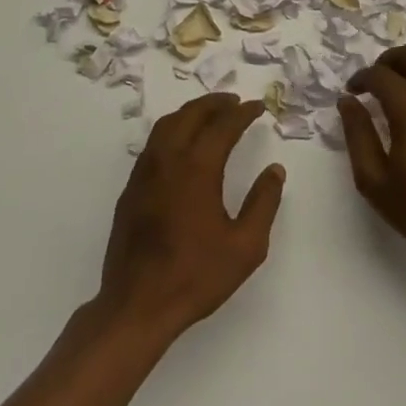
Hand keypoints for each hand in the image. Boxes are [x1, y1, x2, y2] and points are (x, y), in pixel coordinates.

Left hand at [98, 93, 285, 340]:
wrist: (138, 304)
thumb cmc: (196, 276)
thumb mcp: (245, 246)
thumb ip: (264, 203)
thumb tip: (274, 170)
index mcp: (197, 168)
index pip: (222, 126)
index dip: (242, 113)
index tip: (257, 107)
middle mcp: (167, 160)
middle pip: (190, 115)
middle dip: (214, 103)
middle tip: (234, 102)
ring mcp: (144, 173)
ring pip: (166, 125)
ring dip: (190, 113)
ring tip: (210, 114)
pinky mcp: (131, 189)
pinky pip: (153, 144)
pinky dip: (172, 130)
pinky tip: (182, 144)